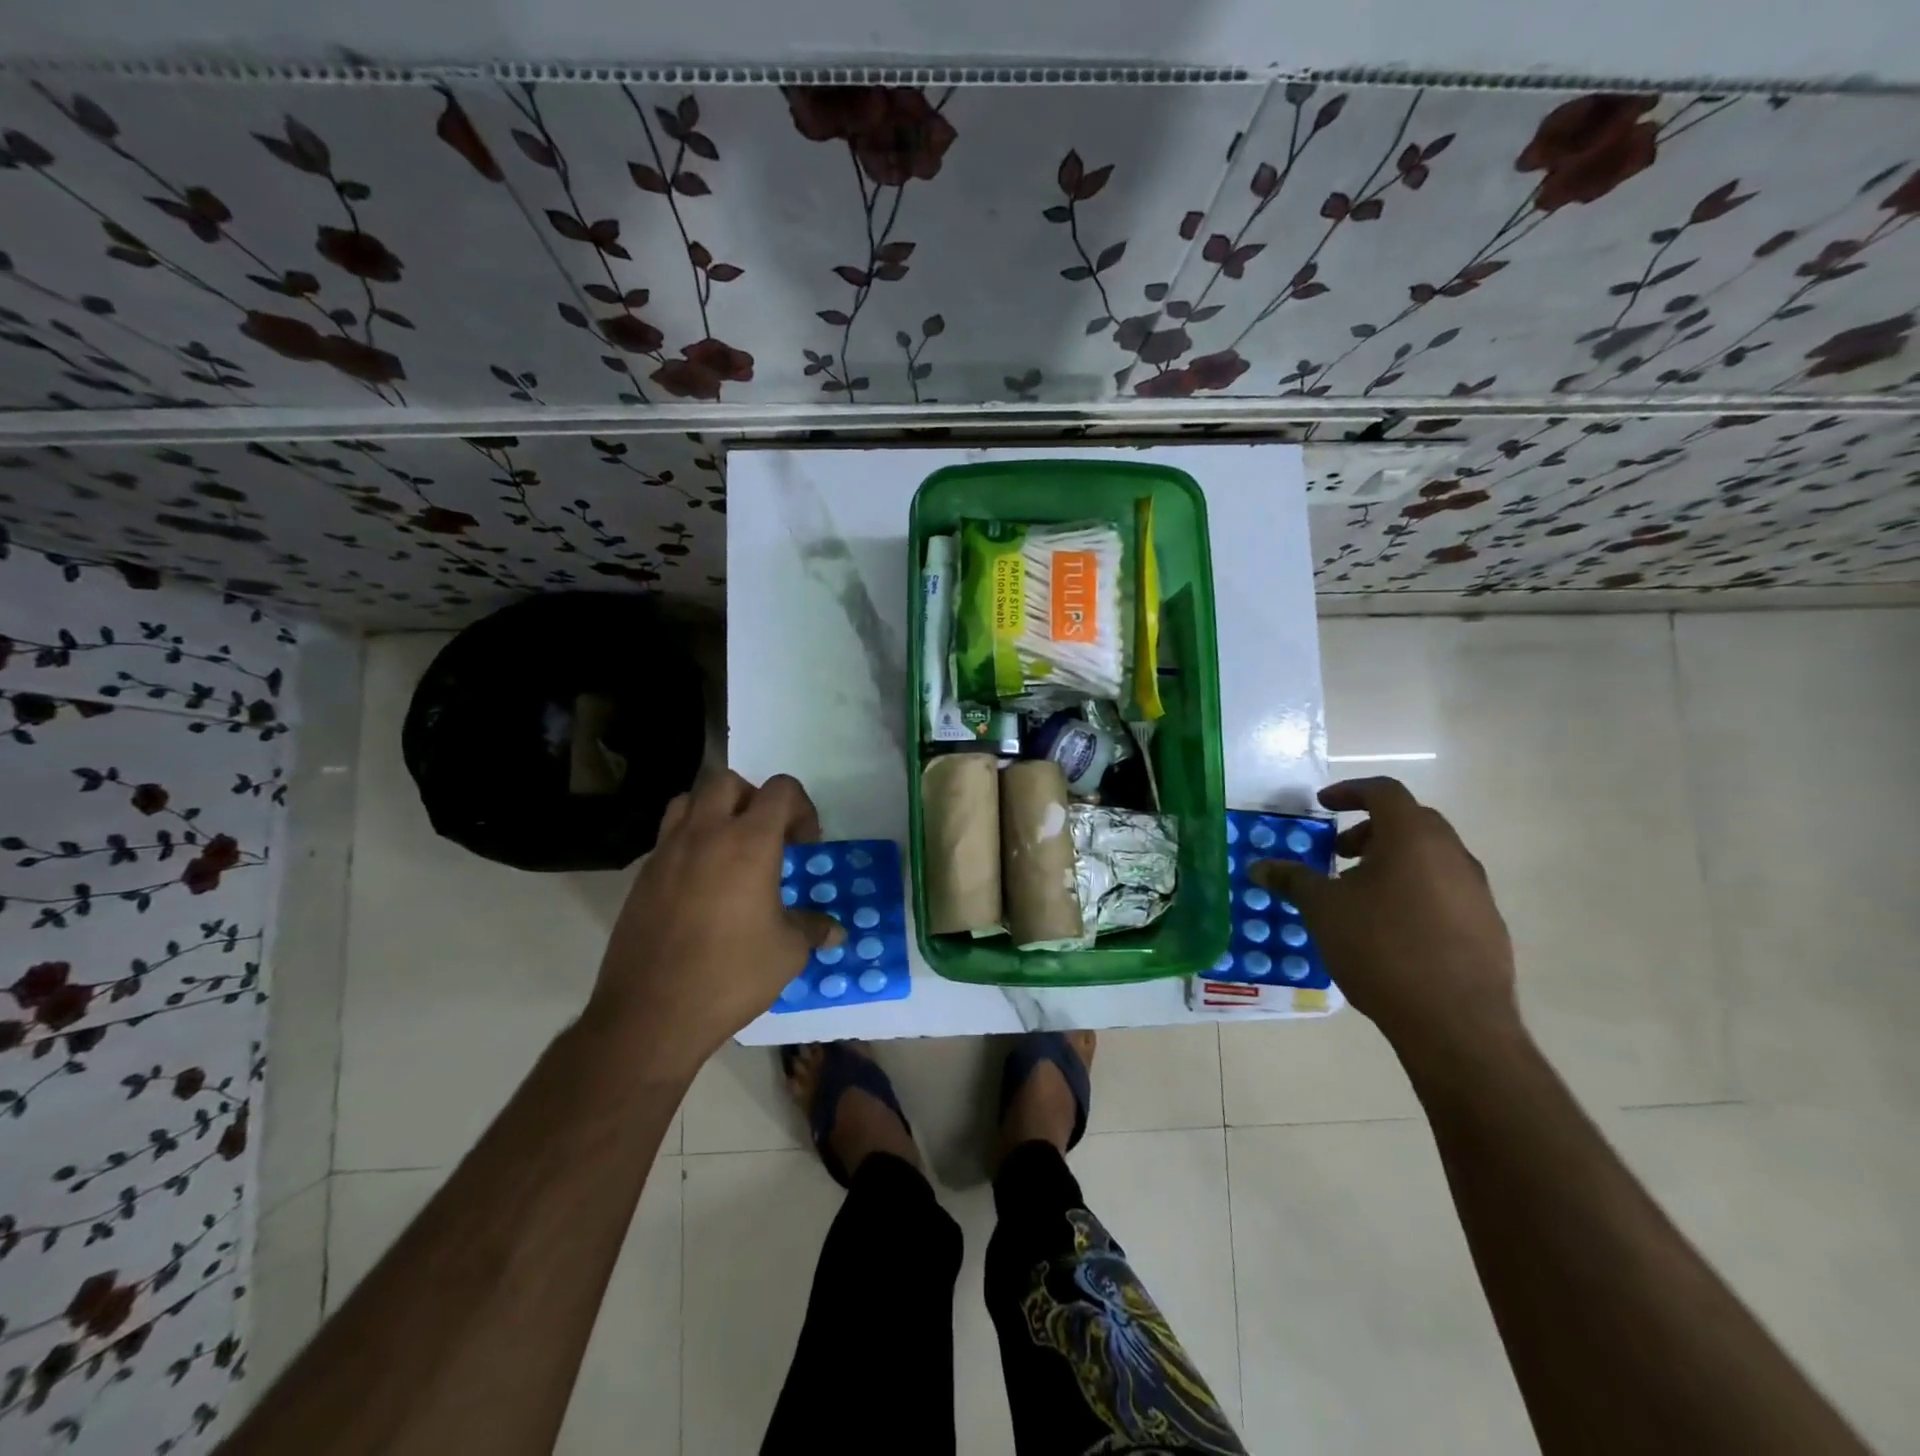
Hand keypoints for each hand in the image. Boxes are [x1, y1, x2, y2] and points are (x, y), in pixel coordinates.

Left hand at [589, 771, 841, 1078]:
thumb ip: (812, 929)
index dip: (801, 809)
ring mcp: (667, 851)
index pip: (780, 790)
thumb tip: (835, 931)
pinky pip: (669, 837)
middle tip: (766, 837)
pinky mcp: (642, 876)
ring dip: (714, 811)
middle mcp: (706, 833)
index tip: (804, 846)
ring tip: (728, 849)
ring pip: (689, 800)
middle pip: (728, 781)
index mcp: (749, 842)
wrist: (651, 1013)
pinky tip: (701, 884)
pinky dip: (689, 842)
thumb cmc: (731, 975)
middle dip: (753, 799)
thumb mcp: (787, 952)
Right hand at [1250, 777, 1519, 1058]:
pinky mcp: (1488, 925)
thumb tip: (1258, 867)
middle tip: (1340, 852)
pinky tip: (1392, 928)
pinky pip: (1446, 889)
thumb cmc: (1381, 949)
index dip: (1349, 791)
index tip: (1323, 805)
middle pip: (1411, 821)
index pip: (1383, 791)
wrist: (1456, 1023)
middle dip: (1370, 829)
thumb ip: (1292, 880)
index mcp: (1413, 838)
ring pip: (1430, 856)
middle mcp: (1452, 853)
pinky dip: (1415, 889)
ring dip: (1393, 860)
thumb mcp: (1323, 910)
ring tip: (1361, 894)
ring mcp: (1476, 890)